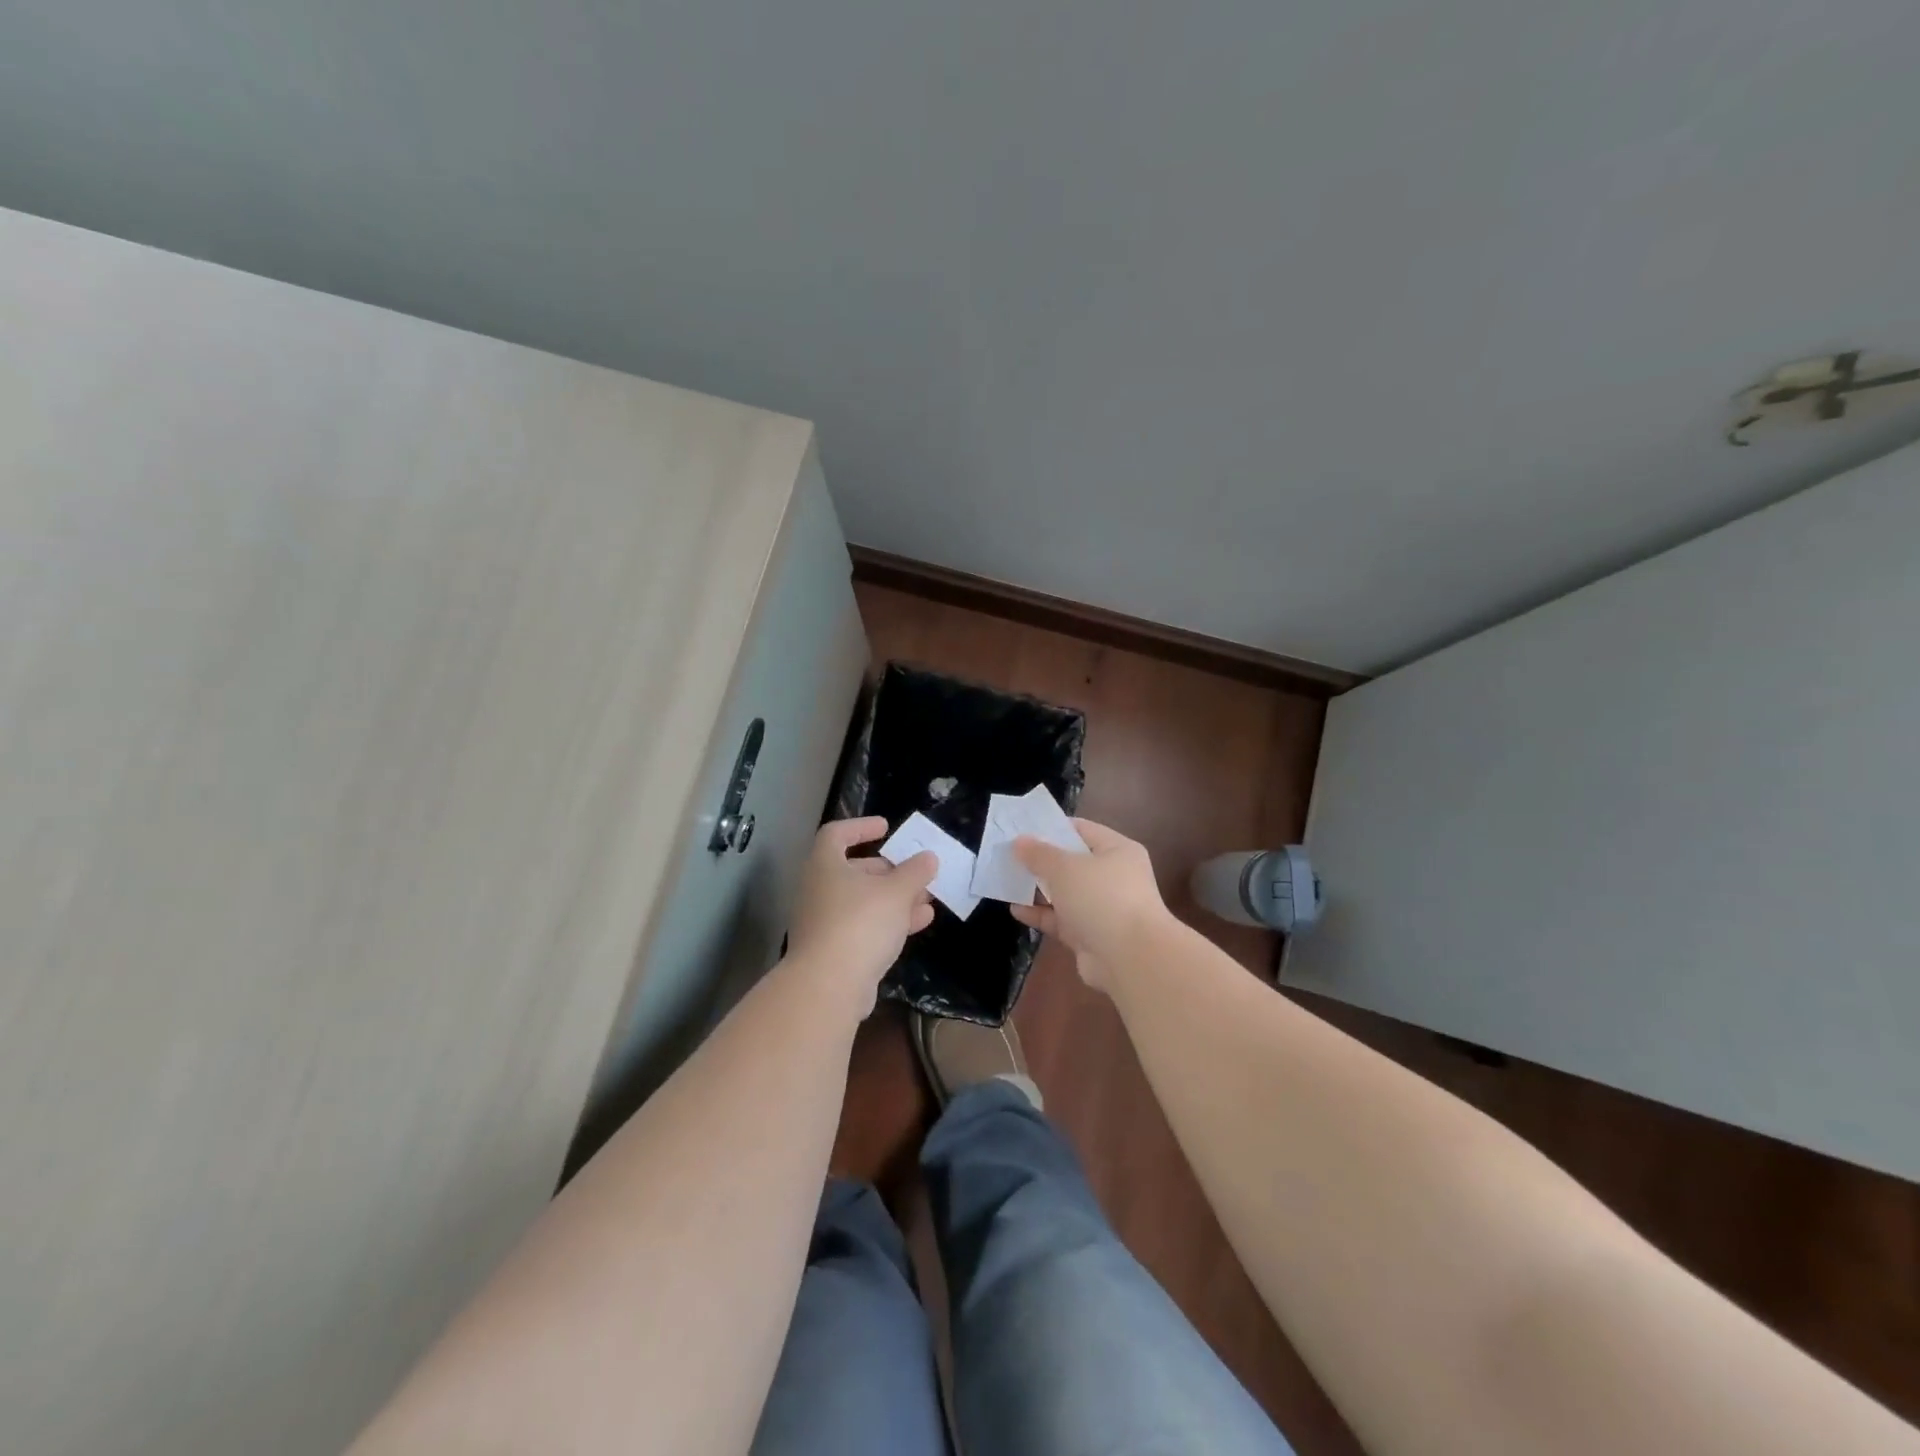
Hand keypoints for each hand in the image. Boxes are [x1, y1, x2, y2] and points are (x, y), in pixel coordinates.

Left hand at [786, 817, 936, 1011]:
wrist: (829, 986)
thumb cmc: (860, 923)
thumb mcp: (896, 891)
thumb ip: (915, 872)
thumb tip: (928, 857)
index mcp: (825, 865)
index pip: (836, 834)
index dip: (861, 827)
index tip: (886, 828)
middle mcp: (818, 889)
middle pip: (854, 870)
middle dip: (889, 870)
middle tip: (916, 871)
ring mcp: (823, 922)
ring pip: (862, 901)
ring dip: (895, 898)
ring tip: (927, 898)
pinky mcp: (833, 951)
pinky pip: (863, 926)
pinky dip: (889, 921)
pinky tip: (919, 923)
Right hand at [1010, 819, 1170, 990]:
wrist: (1130, 959)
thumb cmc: (1102, 898)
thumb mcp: (1065, 868)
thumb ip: (1039, 854)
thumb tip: (1019, 841)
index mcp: (1117, 850)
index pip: (1082, 830)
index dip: (1052, 828)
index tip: (1022, 829)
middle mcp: (1113, 877)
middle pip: (1071, 863)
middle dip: (1040, 861)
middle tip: (1008, 856)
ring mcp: (1103, 908)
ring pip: (1064, 893)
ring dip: (1037, 889)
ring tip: (1006, 881)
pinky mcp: (1091, 936)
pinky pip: (1061, 919)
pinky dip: (1040, 914)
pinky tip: (1016, 910)